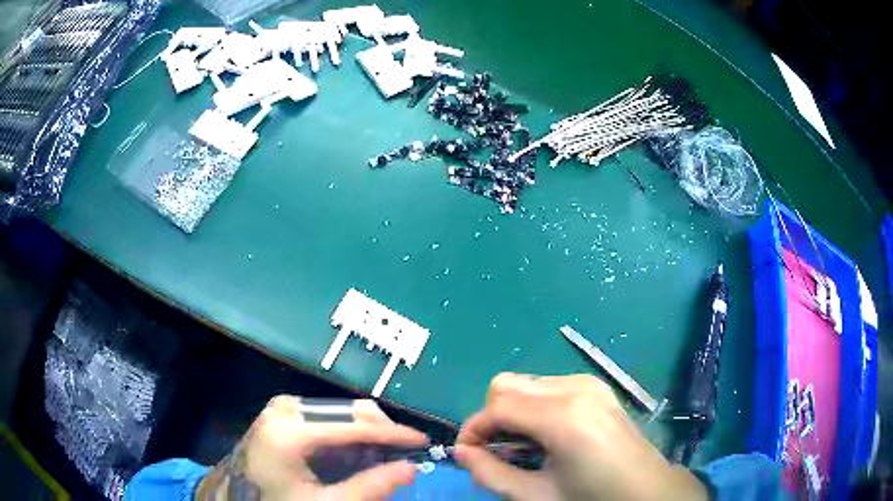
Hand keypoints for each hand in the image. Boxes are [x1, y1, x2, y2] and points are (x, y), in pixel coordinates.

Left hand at [196, 396, 426, 500]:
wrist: (234, 497)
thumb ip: (370, 488)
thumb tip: (412, 470)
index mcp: (290, 429)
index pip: (355, 425)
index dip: (394, 434)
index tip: (424, 442)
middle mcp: (286, 408)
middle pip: (349, 412)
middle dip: (381, 434)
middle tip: (401, 459)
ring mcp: (282, 407)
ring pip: (341, 413)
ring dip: (366, 436)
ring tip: (378, 462)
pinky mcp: (282, 412)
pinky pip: (326, 418)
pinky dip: (347, 437)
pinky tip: (354, 457)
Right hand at [454, 373, 707, 500]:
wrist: (645, 490)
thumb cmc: (591, 498)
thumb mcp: (536, 496)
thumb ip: (491, 474)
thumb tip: (461, 453)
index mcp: (563, 416)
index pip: (497, 407)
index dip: (473, 429)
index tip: (467, 454)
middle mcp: (575, 388)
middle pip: (507, 385)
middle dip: (490, 417)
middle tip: (494, 451)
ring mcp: (588, 383)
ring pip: (526, 383)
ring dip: (512, 411)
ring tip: (521, 446)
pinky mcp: (596, 386)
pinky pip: (548, 386)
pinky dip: (533, 406)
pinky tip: (545, 435)